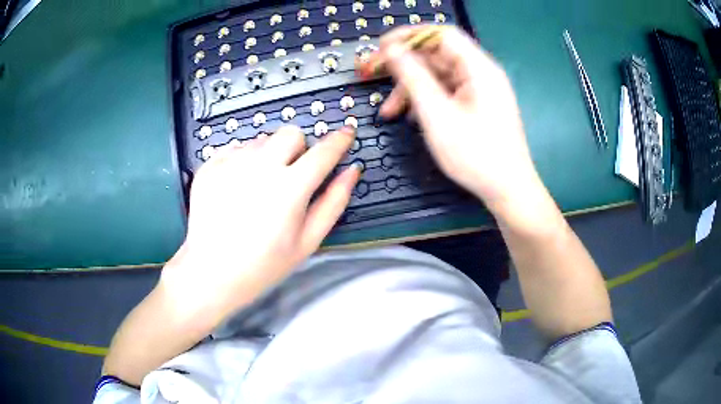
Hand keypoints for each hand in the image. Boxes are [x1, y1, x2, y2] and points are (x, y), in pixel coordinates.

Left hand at [159, 126, 359, 325]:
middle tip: (292, 173)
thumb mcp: (308, 241)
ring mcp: (231, 163)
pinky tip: (238, 187)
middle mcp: (260, 167)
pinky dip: (243, 161)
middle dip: (299, 147)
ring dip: (269, 155)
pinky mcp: (210, 166)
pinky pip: (235, 148)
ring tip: (259, 186)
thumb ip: (334, 202)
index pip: (324, 151)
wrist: (212, 272)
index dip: (339, 140)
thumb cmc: (264, 264)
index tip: (346, 133)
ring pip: (262, 140)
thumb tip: (352, 171)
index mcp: (290, 187)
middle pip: (291, 133)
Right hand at [375, 26, 540, 207]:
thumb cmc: (476, 155)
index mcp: (478, 68)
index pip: (441, 34)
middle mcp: (480, 73)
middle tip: (373, 76)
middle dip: (403, 66)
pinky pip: (445, 92)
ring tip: (390, 112)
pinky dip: (425, 100)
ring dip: (410, 89)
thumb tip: (392, 50)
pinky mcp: (476, 106)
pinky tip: (411, 118)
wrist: (508, 191)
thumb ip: (413, 77)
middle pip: (436, 55)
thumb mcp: (438, 115)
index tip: (381, 47)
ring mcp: (479, 90)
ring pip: (437, 76)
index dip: (409, 35)